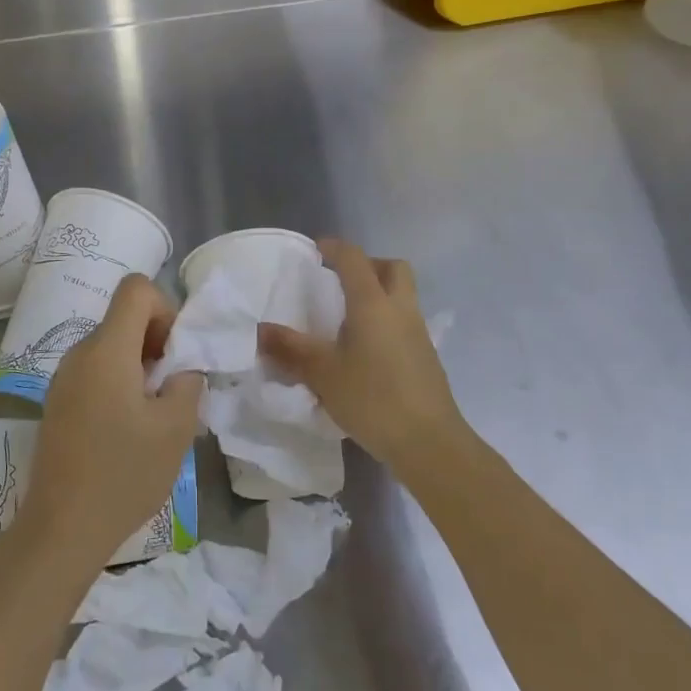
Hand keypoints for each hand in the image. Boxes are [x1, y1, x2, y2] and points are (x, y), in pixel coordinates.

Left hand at [16, 275, 203, 572]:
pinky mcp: (59, 401)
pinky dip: (120, 382)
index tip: (175, 352)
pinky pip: (96, 371)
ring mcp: (64, 377)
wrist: (61, 528)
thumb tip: (183, 367)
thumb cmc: (123, 474)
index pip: (136, 288)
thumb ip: (188, 381)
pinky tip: (129, 428)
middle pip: (124, 317)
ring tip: (154, 413)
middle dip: (157, 341)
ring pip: (111, 345)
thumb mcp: (175, 428)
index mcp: (106, 349)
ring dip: (140, 365)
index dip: (165, 308)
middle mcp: (80, 352)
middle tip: (173, 387)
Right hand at [259, 238, 463, 476]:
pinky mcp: (426, 357)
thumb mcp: (323, 374)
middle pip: (392, 268)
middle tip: (341, 280)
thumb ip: (291, 349)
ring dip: (379, 294)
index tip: (316, 250)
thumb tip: (261, 330)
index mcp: (373, 303)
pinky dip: (386, 322)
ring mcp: (419, 333)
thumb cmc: (373, 399)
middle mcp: (400, 309)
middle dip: (368, 265)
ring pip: (402, 295)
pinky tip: (366, 351)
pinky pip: (405, 322)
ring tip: (348, 318)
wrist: (430, 443)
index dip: (335, 247)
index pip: (354, 259)